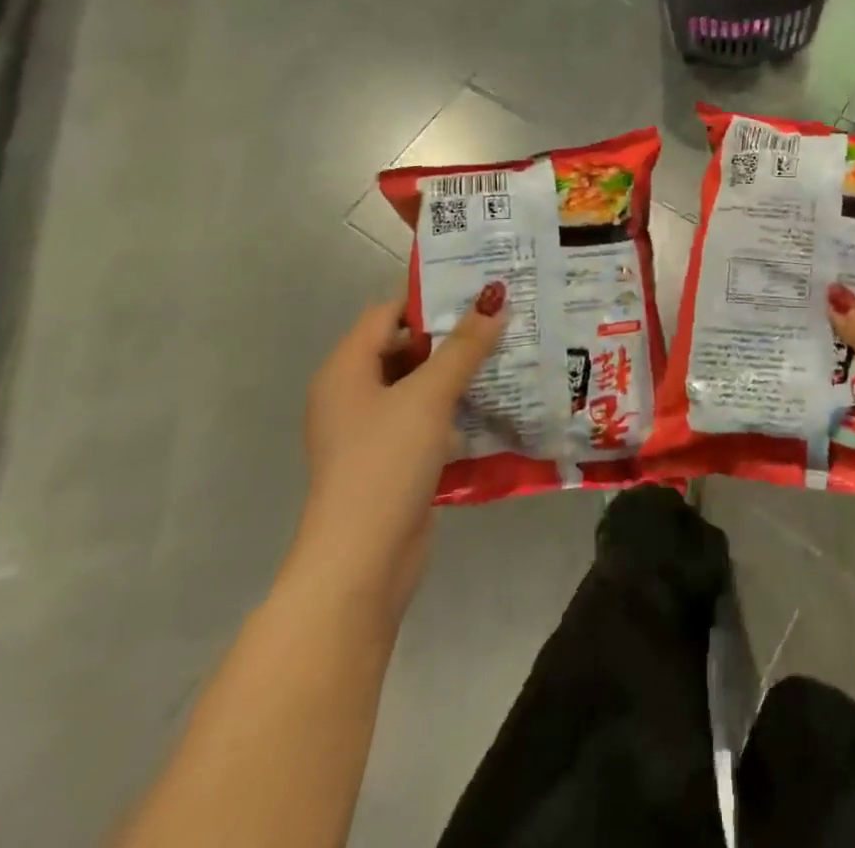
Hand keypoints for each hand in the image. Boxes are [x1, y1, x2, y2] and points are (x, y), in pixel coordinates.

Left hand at [287, 281, 507, 618]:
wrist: (362, 562)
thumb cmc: (386, 463)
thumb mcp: (428, 396)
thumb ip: (464, 347)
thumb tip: (494, 300)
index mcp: (346, 370)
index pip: (388, 314)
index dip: (430, 299)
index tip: (478, 291)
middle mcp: (353, 395)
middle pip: (406, 348)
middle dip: (452, 336)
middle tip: (502, 319)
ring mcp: (372, 431)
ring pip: (419, 386)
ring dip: (458, 373)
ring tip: (508, 354)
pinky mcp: (392, 460)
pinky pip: (426, 419)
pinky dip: (455, 408)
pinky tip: (494, 403)